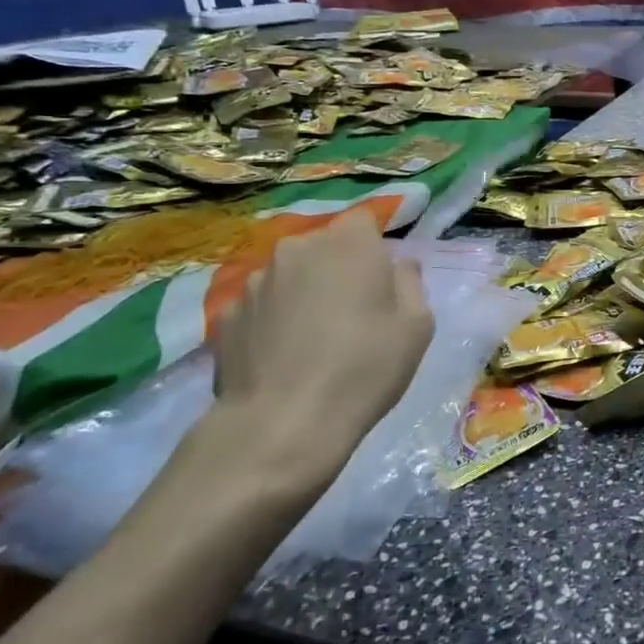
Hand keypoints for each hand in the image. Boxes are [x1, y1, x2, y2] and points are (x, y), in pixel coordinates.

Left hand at [164, 210, 433, 514]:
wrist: (283, 424)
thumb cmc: (365, 367)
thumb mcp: (418, 326)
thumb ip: (411, 283)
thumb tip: (398, 265)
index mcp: (349, 244)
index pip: (363, 220)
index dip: (374, 244)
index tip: (381, 277)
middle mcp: (297, 249)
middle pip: (323, 245)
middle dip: (337, 268)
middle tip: (353, 310)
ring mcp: (254, 281)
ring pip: (290, 275)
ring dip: (303, 293)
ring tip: (313, 338)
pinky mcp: (225, 316)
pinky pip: (260, 307)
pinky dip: (272, 321)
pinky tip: (282, 356)